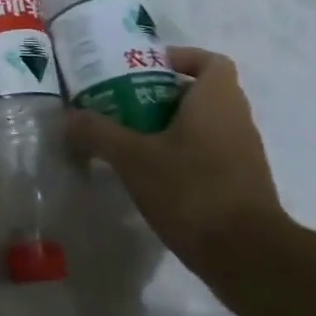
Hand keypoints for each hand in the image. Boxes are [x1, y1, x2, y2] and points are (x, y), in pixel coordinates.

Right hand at [65, 46, 291, 286]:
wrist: (247, 256)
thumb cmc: (191, 190)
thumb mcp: (132, 158)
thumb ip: (98, 133)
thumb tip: (69, 118)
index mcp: (217, 100)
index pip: (210, 61)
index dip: (181, 58)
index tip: (147, 69)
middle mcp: (237, 120)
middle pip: (202, 93)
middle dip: (163, 95)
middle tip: (125, 104)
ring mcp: (244, 154)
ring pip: (206, 126)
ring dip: (172, 127)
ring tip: (132, 140)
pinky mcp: (242, 185)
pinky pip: (210, 155)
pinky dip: (184, 156)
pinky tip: (152, 176)